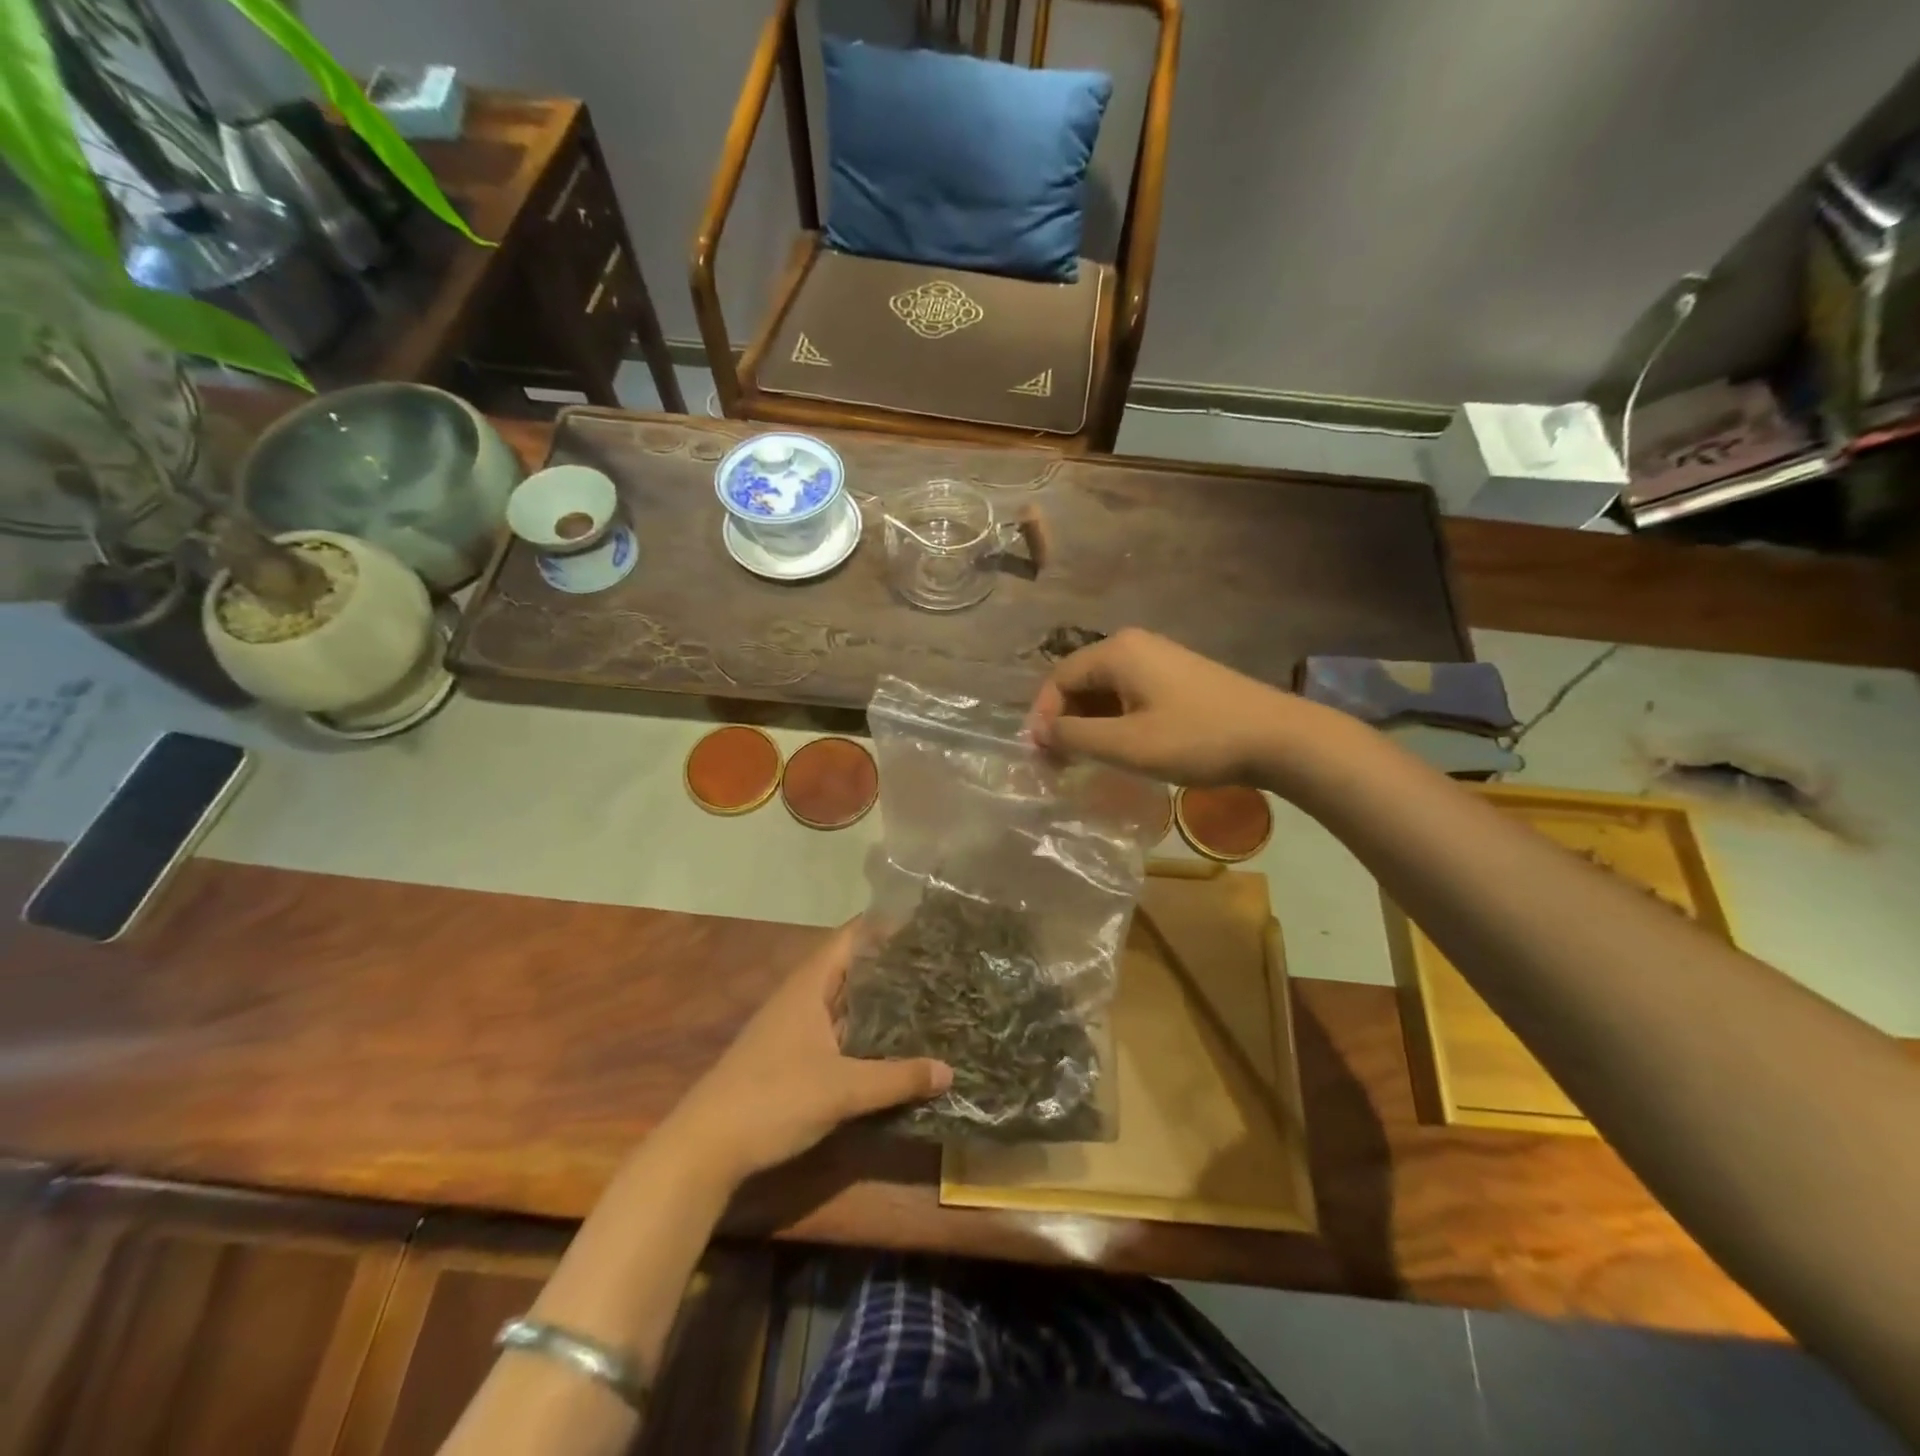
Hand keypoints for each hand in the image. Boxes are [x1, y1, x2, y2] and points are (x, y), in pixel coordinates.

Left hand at [665, 922, 951, 1185]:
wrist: (705, 1148)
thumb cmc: (773, 1099)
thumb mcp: (843, 1089)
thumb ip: (897, 1078)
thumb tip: (949, 1071)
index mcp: (809, 985)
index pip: (851, 937)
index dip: (885, 925)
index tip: (925, 924)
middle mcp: (801, 998)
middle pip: (851, 968)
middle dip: (891, 965)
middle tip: (938, 964)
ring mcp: (793, 1028)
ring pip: (844, 1003)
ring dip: (878, 1001)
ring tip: (925, 998)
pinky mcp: (791, 1058)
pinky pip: (837, 1031)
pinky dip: (864, 1032)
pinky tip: (891, 1045)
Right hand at [1027, 628, 1295, 786]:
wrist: (1277, 737)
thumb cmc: (1196, 738)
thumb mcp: (1126, 744)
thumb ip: (1075, 737)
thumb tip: (1039, 733)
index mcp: (1117, 652)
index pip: (1059, 679)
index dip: (1043, 717)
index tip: (1040, 756)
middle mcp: (1134, 645)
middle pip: (1081, 681)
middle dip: (1066, 721)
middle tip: (1060, 763)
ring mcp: (1159, 658)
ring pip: (1106, 690)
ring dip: (1090, 724)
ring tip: (1087, 761)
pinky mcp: (1178, 676)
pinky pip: (1130, 694)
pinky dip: (1115, 720)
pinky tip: (1121, 748)